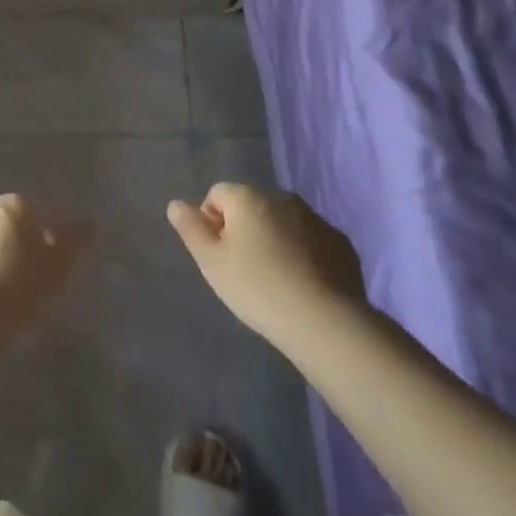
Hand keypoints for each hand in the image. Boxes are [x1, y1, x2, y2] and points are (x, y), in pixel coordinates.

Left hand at [0, 195, 92, 345]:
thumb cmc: (19, 293)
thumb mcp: (60, 270)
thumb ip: (75, 241)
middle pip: (1, 226)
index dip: (43, 242)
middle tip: (20, 287)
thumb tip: (89, 221)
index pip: (35, 215)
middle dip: (10, 248)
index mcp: (12, 205)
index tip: (47, 272)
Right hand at [168, 184, 367, 346]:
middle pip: (252, 206)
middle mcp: (281, 197)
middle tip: (244, 271)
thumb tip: (175, 204)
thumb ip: (191, 229)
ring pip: (283, 222)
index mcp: (248, 197)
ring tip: (275, 281)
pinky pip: (311, 241)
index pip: (217, 194)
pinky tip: (303, 286)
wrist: (324, 321)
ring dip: (275, 240)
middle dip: (244, 230)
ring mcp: (315, 218)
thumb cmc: (257, 288)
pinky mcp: (340, 242)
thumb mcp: (212, 263)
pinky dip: (303, 254)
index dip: (211, 222)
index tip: (218, 256)